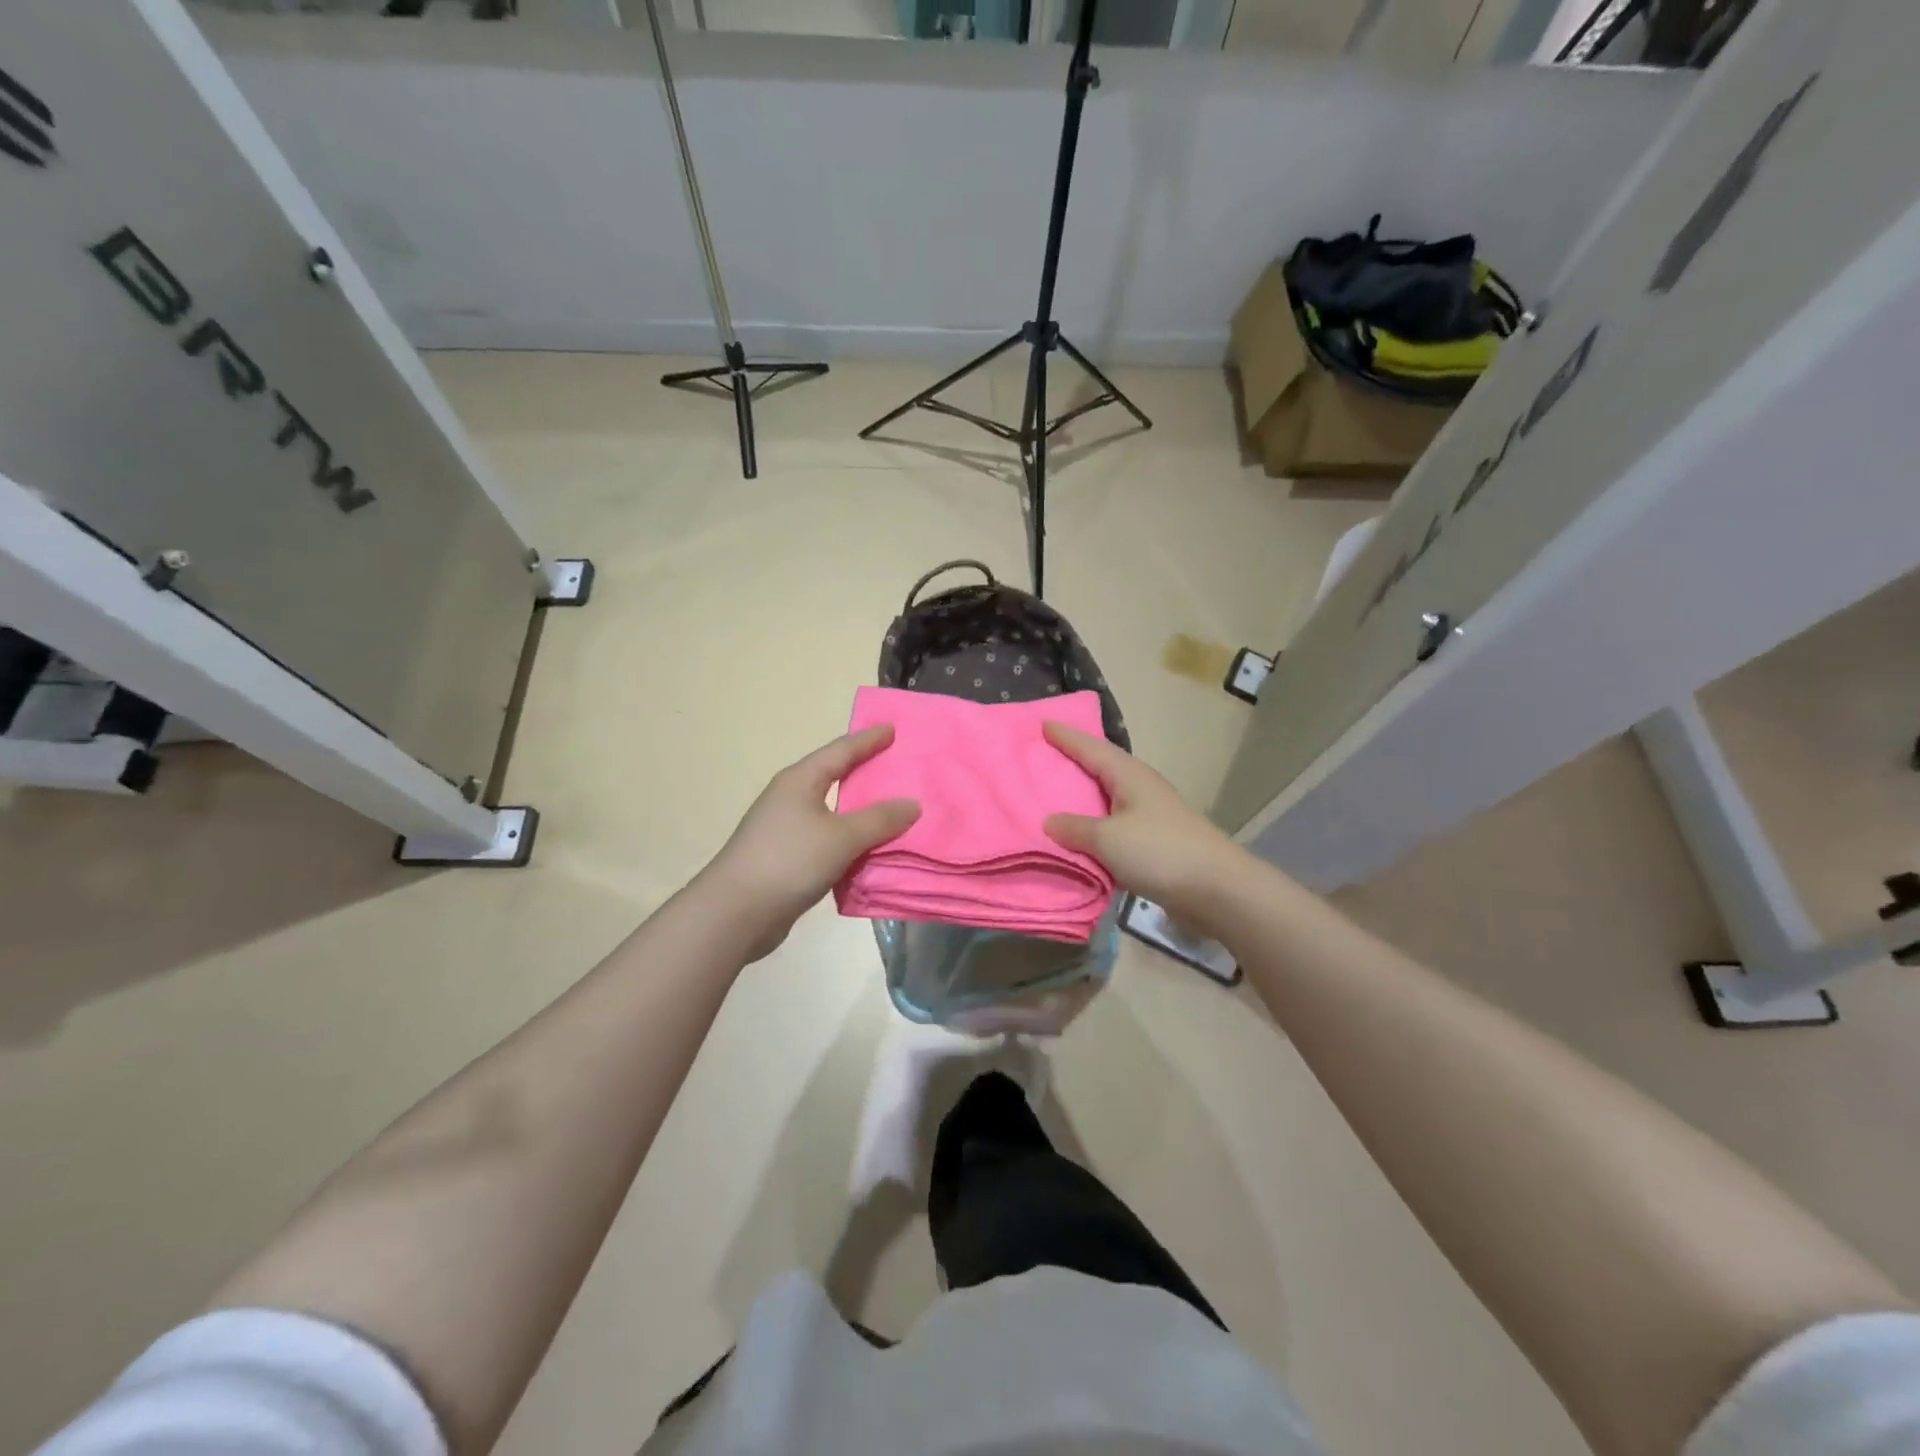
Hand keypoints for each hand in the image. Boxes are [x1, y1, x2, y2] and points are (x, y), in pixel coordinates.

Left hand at [702, 725, 919, 959]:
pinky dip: (849, 839)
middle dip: (864, 771)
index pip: (841, 751)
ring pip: (831, 811)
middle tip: (896, 764)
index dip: (868, 740)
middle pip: (833, 776)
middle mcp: (790, 798)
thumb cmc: (789, 861)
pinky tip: (868, 848)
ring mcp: (784, 828)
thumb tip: (912, 804)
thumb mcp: (842, 837)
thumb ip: (880, 820)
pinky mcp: (785, 858)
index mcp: (800, 781)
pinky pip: (827, 839)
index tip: (892, 729)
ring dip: (859, 810)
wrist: (735, 913)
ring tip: (890, 807)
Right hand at [1041, 722, 1244, 937]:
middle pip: (1101, 769)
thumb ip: (1075, 828)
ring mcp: (1150, 816)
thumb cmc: (1159, 851)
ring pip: (1108, 799)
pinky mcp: (1155, 843)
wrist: (1216, 889)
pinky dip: (1094, 828)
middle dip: (1073, 762)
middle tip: (1042, 756)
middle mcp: (1140, 789)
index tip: (1043, 724)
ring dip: (1083, 798)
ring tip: (1054, 796)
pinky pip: (1114, 827)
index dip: (1066, 737)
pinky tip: (1080, 837)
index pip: (1091, 748)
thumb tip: (1049, 821)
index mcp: (1129, 776)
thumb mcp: (1108, 839)